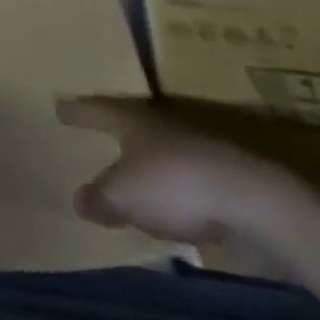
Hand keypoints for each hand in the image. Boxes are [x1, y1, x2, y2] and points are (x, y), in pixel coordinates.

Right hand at [56, 96, 293, 246]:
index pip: (96, 109)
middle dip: (115, 134)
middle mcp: (165, 127)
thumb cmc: (175, 185)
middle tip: (94, 138)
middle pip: (132, 127)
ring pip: (162, 156)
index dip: (76, 111)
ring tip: (128, 181)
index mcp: (134, 119)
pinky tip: (167, 212)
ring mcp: (201, 153)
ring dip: (147, 168)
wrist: (260, 205)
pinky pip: (187, 186)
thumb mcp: (120, 196)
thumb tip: (81, 201)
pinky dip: (174, 196)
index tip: (59, 108)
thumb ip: (97, 198)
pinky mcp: (228, 184)